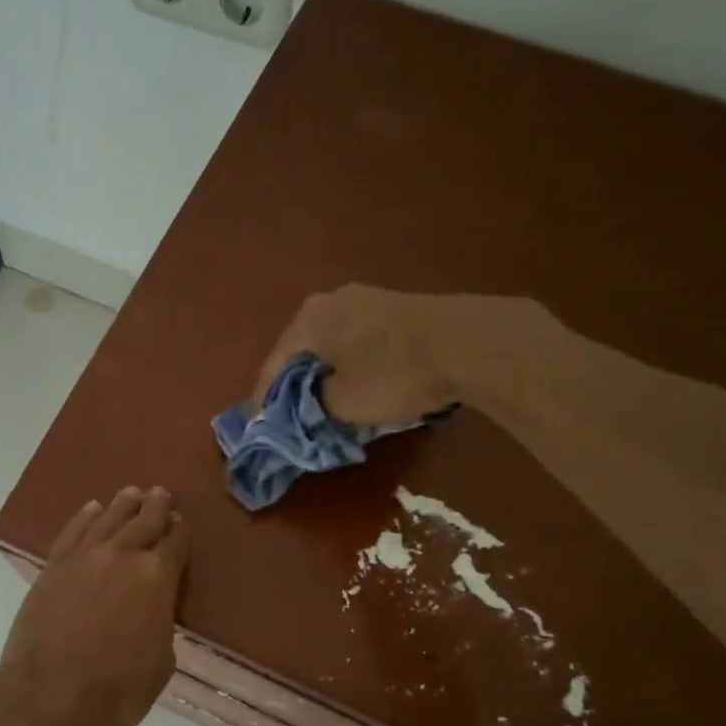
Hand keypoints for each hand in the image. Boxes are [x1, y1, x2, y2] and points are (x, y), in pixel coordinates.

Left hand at [0, 486, 189, 725]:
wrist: (48, 698)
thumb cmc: (116, 691)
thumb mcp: (161, 663)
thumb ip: (161, 624)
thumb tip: (152, 610)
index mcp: (157, 578)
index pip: (175, 543)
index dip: (180, 531)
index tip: (180, 522)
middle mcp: (123, 556)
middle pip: (144, 521)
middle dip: (155, 506)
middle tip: (160, 494)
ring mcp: (84, 557)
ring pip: (108, 518)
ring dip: (123, 504)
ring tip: (132, 493)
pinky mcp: (54, 566)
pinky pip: (73, 531)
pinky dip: (85, 517)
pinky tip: (92, 508)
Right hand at [252, 285, 457, 426]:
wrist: (466, 342)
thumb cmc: (392, 374)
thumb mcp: (343, 404)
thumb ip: (312, 407)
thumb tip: (306, 406)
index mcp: (307, 321)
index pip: (273, 366)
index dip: (264, 400)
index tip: (260, 426)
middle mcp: (329, 301)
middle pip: (301, 351)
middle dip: (294, 384)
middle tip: (290, 415)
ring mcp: (364, 298)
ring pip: (330, 344)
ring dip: (324, 373)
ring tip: (323, 402)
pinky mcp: (393, 306)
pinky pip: (356, 340)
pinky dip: (349, 363)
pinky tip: (356, 381)